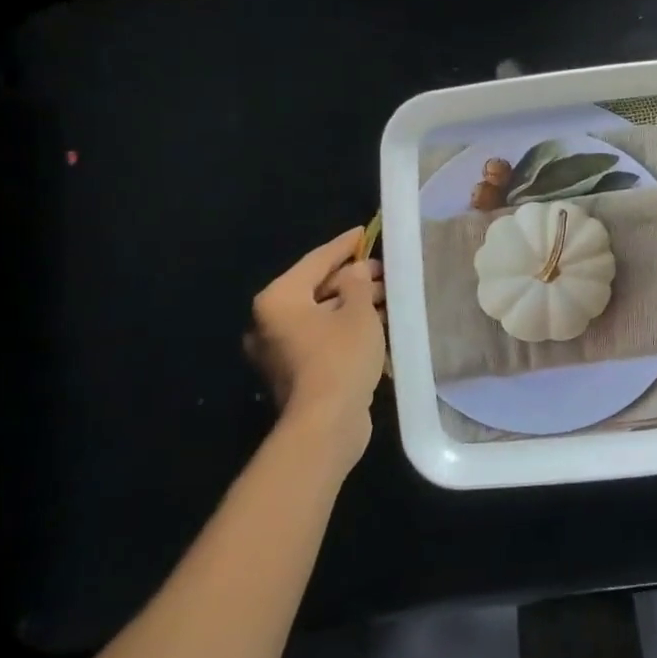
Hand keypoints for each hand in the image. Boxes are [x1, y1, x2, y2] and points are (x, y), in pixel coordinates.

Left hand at [245, 228, 385, 464]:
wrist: (325, 425)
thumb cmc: (340, 357)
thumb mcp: (358, 312)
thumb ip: (359, 283)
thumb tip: (356, 272)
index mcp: (278, 299)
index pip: (316, 260)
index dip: (344, 245)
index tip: (365, 231)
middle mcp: (269, 322)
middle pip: (316, 288)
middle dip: (352, 278)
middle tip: (384, 270)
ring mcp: (279, 350)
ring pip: (321, 315)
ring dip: (352, 305)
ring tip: (387, 295)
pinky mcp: (294, 372)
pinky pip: (321, 337)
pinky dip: (345, 328)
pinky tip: (374, 323)